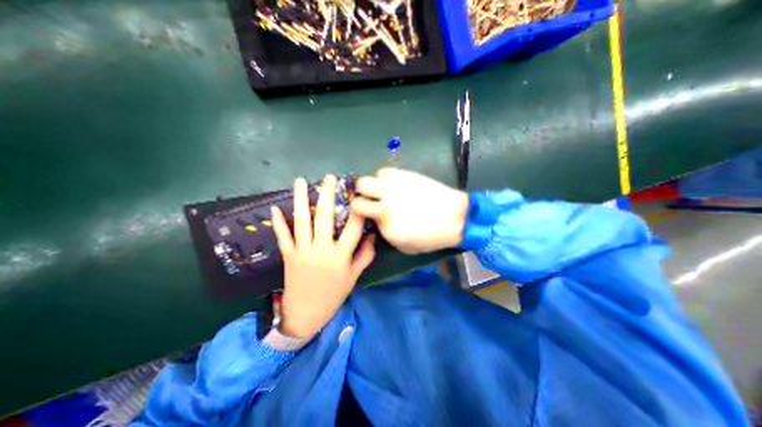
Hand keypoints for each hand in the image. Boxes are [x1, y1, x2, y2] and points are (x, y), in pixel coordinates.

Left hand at [270, 174, 373, 337]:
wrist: (306, 314)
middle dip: (327, 195)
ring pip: (302, 221)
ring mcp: (302, 251)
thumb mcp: (353, 277)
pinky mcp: (288, 255)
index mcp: (340, 255)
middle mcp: (321, 249)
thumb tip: (372, 236)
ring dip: (300, 200)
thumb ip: (364, 255)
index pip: (353, 228)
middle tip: (328, 178)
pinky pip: (283, 236)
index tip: (358, 194)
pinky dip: (278, 222)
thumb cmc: (333, 294)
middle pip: (325, 217)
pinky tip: (275, 208)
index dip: (357, 209)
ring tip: (300, 182)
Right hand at [353, 167, 471, 252]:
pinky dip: (385, 178)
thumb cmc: (430, 237)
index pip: (358, 210)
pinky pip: (386, 172)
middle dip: (360, 193)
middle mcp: (387, 198)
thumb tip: (376, 221)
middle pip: (361, 186)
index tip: (364, 214)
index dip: (359, 212)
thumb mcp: (402, 245)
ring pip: (372, 176)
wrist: (455, 217)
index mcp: (385, 220)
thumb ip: (384, 232)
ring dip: (374, 184)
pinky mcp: (406, 175)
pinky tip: (394, 186)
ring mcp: (396, 184)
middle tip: (368, 199)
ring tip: (382, 191)